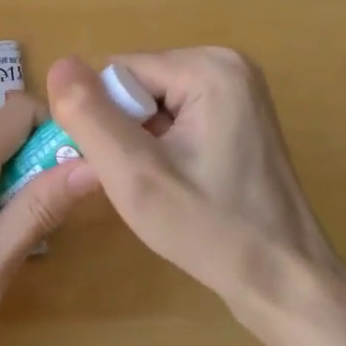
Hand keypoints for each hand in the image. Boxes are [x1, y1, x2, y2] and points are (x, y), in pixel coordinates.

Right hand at [46, 49, 341, 316]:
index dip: (105, 123)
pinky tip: (181, 184)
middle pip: (137, 85)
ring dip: (142, 144)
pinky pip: (176, 116)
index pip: (117, 73)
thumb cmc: (211, 231)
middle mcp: (227, 63)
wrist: (286, 282)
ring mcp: (238, 88)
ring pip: (152, 103)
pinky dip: (164, 148)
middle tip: (146, 184)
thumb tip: (58, 63)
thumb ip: (89, 115)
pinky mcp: (240, 114)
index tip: (124, 170)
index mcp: (208, 66)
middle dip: (126, 132)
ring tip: (165, 187)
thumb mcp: (134, 174)